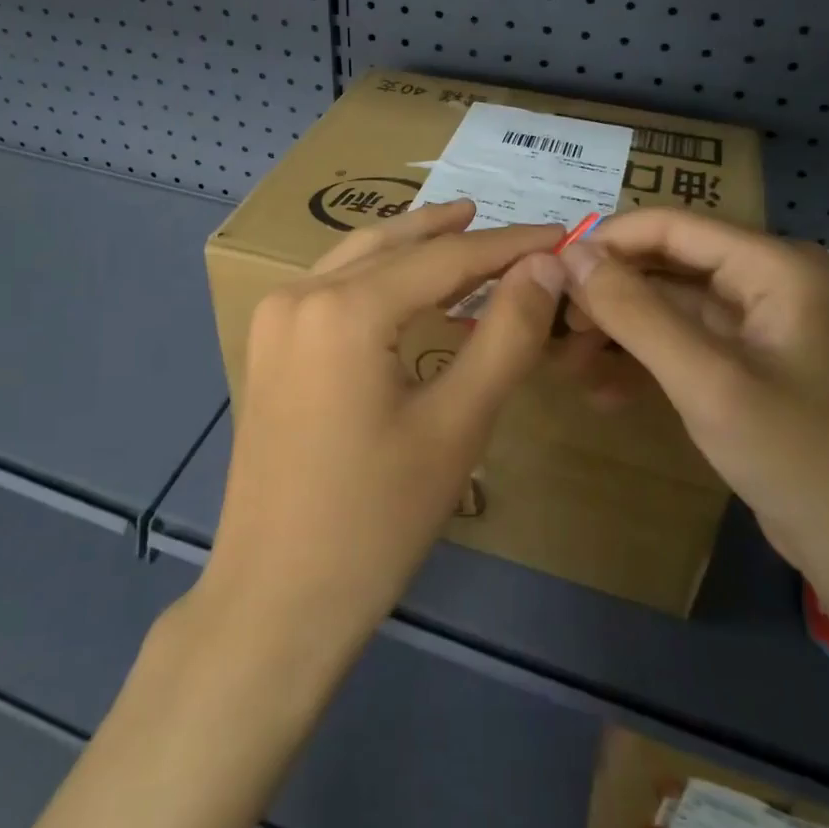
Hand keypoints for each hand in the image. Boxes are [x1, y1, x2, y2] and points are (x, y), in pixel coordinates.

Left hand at [201, 200, 566, 658]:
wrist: (275, 599)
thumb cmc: (376, 519)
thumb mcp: (457, 424)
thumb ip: (506, 334)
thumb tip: (546, 266)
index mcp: (344, 308)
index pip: (445, 258)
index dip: (509, 245)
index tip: (560, 234)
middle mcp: (300, 293)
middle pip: (396, 247)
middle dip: (459, 234)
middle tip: (517, 230)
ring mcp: (275, 317)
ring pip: (358, 258)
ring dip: (414, 245)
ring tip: (463, 228)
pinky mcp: (268, 344)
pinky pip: (333, 287)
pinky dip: (379, 275)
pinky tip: (409, 284)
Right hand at [560, 209, 828, 611]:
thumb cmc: (796, 457)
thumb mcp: (706, 380)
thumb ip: (635, 312)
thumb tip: (570, 254)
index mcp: (773, 265)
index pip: (670, 226)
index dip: (607, 243)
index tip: (551, 276)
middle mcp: (767, 279)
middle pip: (666, 263)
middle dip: (609, 292)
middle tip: (557, 327)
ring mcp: (757, 322)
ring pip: (668, 303)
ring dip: (619, 329)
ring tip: (569, 362)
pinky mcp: (747, 360)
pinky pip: (682, 340)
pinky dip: (643, 359)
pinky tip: (604, 391)